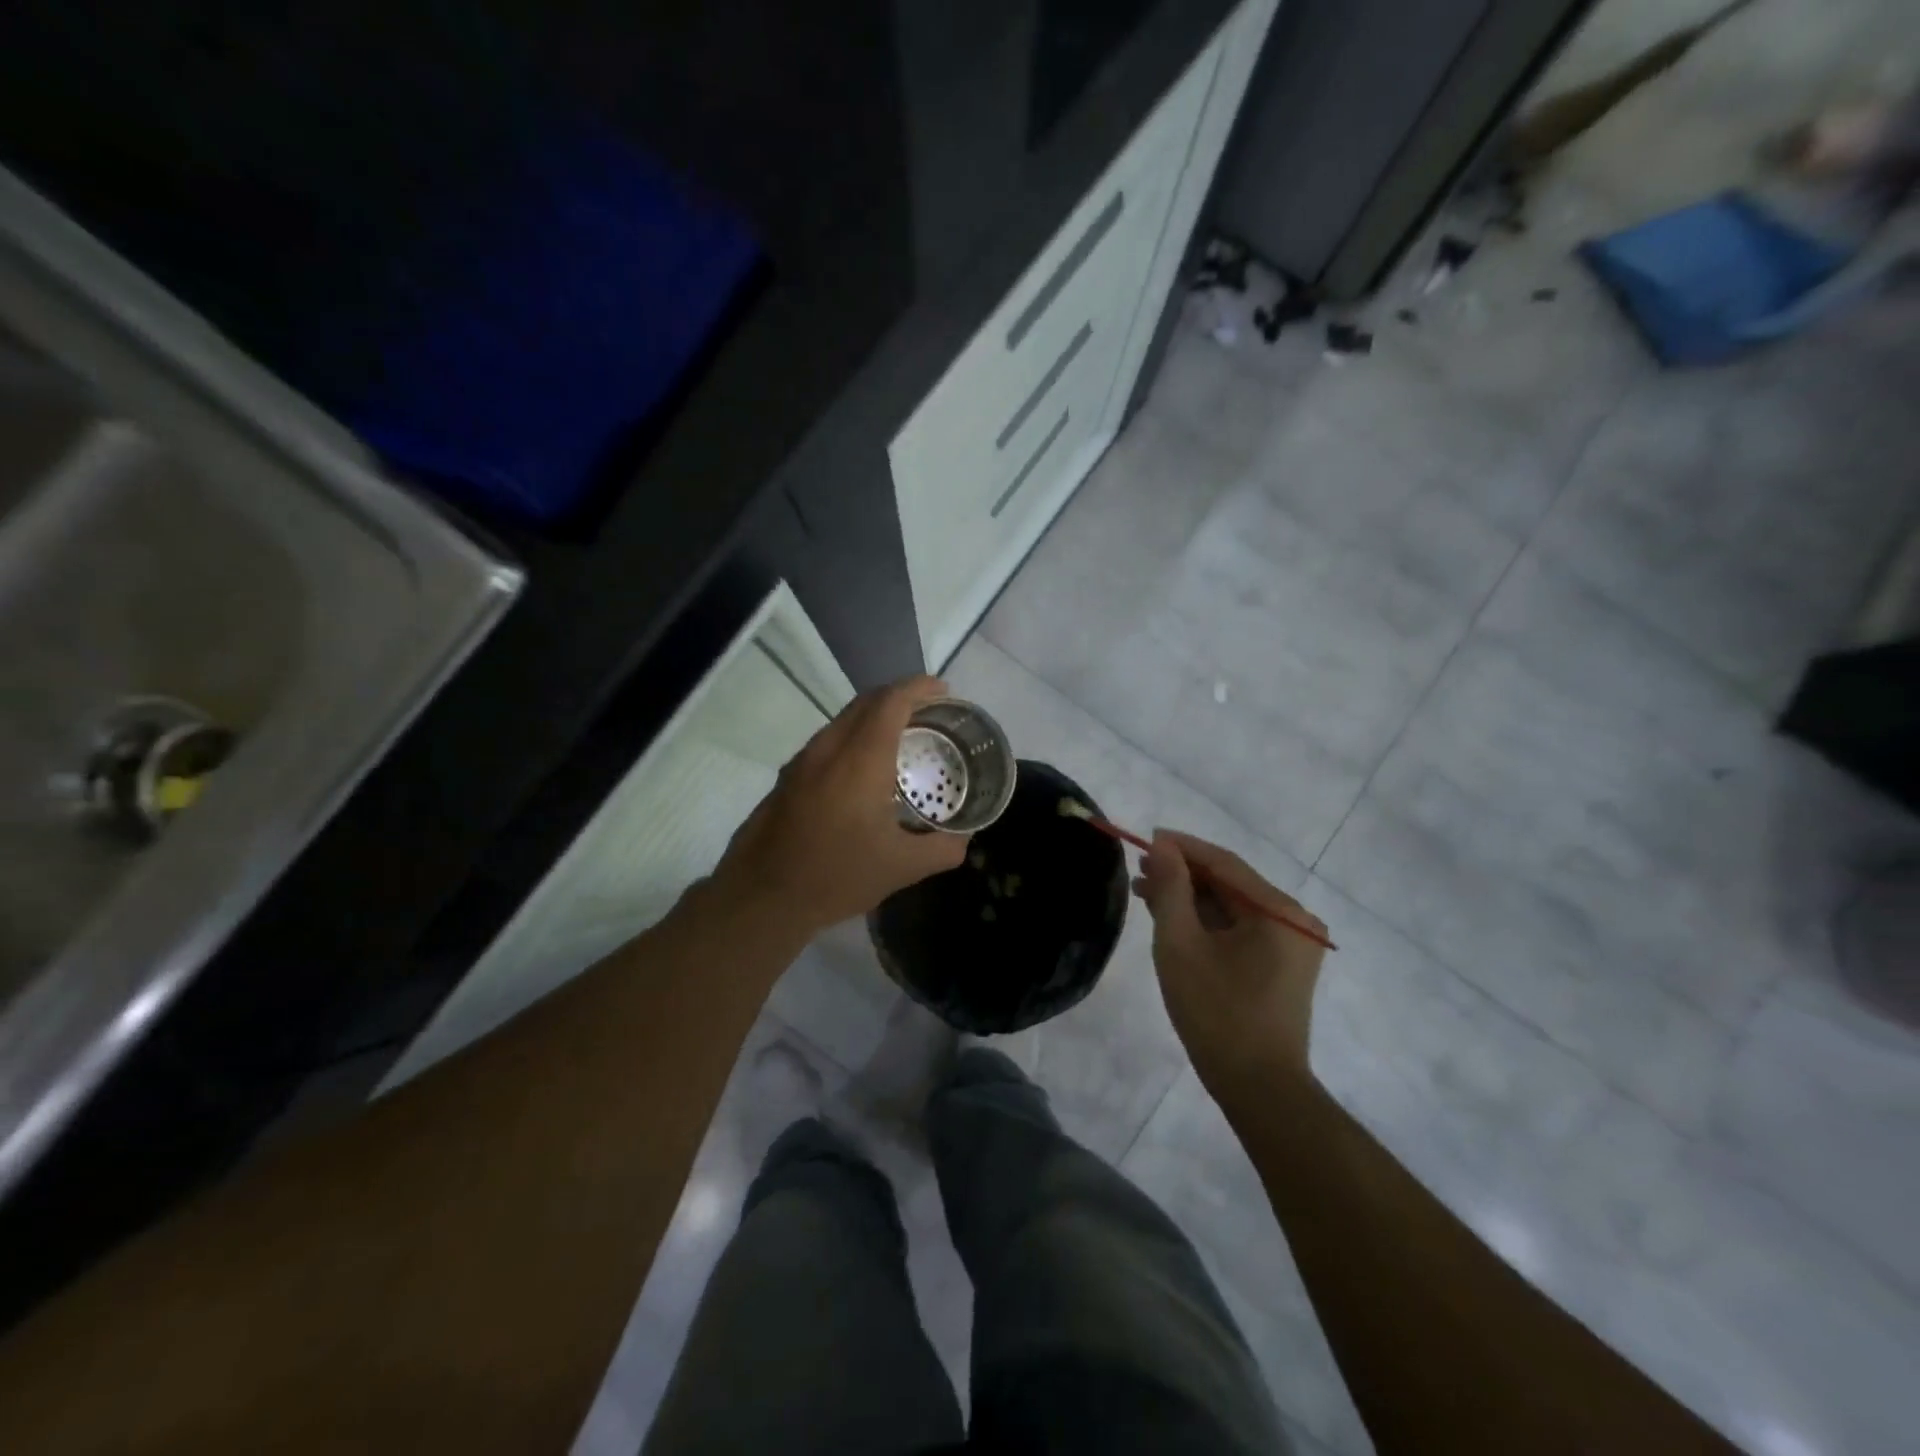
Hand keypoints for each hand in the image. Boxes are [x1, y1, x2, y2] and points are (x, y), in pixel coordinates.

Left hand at [713, 676, 968, 936]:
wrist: (762, 898)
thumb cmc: (837, 876)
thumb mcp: (902, 868)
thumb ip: (943, 848)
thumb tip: (964, 838)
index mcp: (861, 760)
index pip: (891, 702)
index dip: (919, 688)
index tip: (943, 690)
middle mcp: (829, 748)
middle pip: (866, 702)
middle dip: (899, 696)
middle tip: (929, 712)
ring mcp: (802, 761)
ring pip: (843, 720)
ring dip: (874, 717)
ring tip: (901, 737)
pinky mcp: (787, 777)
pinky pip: (827, 740)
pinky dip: (853, 737)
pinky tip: (864, 769)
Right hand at [1136, 831, 1327, 1104]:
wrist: (1257, 1088)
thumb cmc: (1216, 1012)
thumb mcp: (1181, 944)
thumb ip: (1170, 889)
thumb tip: (1161, 846)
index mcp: (1279, 910)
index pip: (1224, 863)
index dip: (1182, 848)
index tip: (1144, 837)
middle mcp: (1294, 919)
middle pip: (1230, 883)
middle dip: (1183, 874)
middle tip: (1138, 870)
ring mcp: (1292, 943)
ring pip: (1231, 906)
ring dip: (1190, 898)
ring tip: (1145, 892)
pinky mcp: (1282, 964)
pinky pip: (1239, 928)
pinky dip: (1206, 921)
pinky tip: (1173, 918)